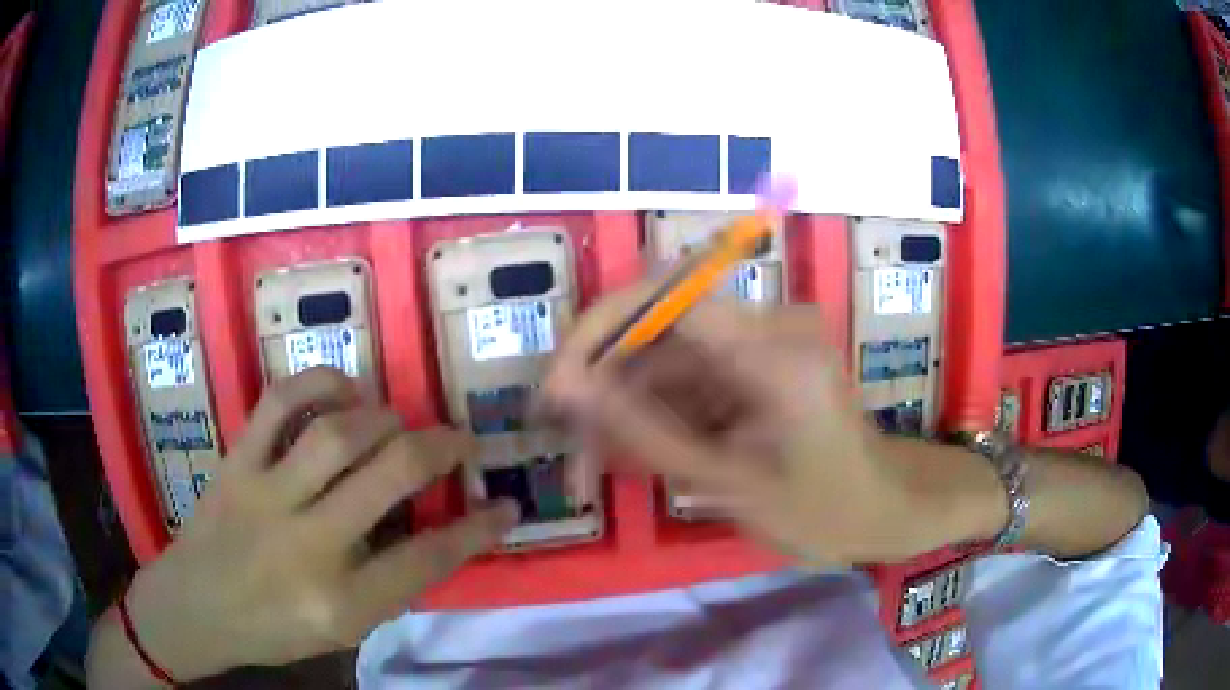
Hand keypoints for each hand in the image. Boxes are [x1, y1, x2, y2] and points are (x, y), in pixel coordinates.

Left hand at [119, 368, 516, 680]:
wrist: (196, 606)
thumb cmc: (274, 629)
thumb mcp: (343, 628)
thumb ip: (390, 582)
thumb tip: (435, 528)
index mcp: (341, 602)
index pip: (430, 558)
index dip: (479, 528)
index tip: (507, 506)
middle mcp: (309, 545)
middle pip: (392, 474)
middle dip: (443, 447)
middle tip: (462, 439)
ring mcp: (267, 494)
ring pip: (341, 431)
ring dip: (386, 416)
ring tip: (398, 422)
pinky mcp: (238, 461)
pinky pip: (281, 402)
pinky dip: (320, 383)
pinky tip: (343, 391)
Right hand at [543, 285, 970, 566]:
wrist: (885, 510)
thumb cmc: (825, 510)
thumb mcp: (732, 484)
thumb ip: (648, 435)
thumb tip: (571, 390)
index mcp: (774, 348)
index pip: (665, 296)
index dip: (599, 330)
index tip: (558, 388)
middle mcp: (766, 327)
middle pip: (658, 328)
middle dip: (603, 383)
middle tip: (568, 446)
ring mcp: (760, 345)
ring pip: (664, 359)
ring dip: (622, 407)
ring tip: (589, 467)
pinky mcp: (752, 366)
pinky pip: (685, 380)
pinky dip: (652, 416)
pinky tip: (629, 457)